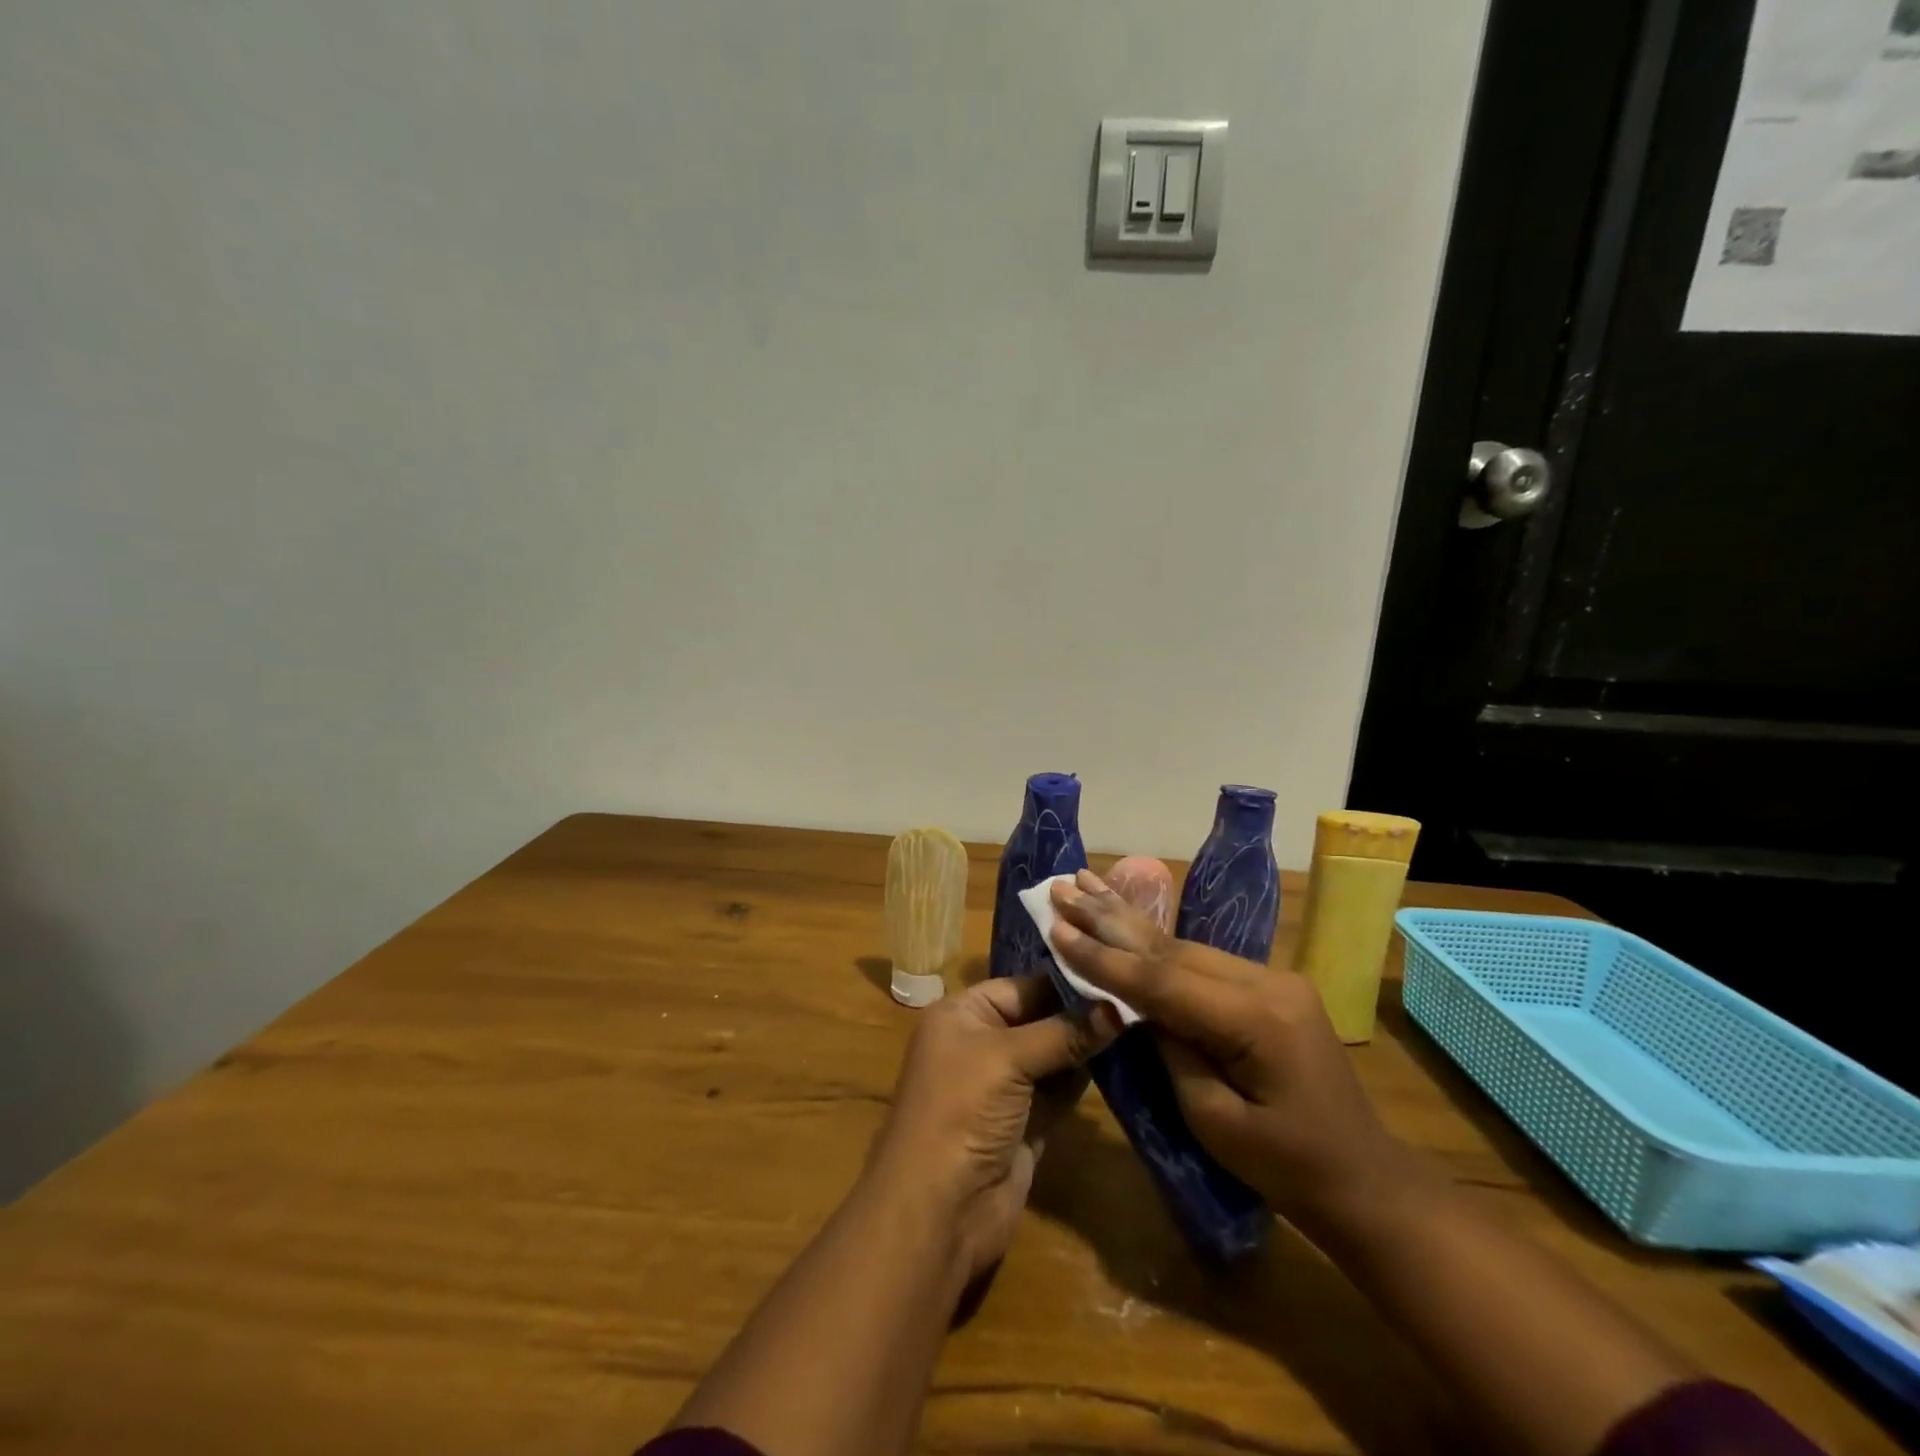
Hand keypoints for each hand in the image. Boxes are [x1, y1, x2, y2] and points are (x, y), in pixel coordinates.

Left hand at [867, 976, 1118, 1281]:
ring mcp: (1004, 1086)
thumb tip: (1118, 1007)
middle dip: (1081, 1013)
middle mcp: (981, 1043)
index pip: (1021, 986)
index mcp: (962, 1015)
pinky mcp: (1026, 1122)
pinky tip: (1122, 1061)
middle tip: (1136, 999)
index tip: (1117, 973)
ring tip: (1138, 1024)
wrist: (938, 1210)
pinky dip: (1085, 1078)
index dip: (1065, 981)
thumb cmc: (962, 1111)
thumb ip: (1063, 1032)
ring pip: (1053, 1054)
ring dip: (1088, 1045)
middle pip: (1039, 1018)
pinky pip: (1060, 1089)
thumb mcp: (1008, 1058)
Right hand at [1048, 870, 1407, 1237]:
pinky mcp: (1270, 986)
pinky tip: (1126, 919)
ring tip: (1084, 886)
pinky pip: (1202, 961)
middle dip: (1110, 919)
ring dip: (1129, 922)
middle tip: (1062, 887)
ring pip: (1185, 946)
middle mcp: (1268, 981)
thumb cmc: (1288, 1168)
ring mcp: (1273, 978)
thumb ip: (1172, 1051)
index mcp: (1257, 1018)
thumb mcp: (1214, 1120)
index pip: (1162, 980)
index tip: (1056, 929)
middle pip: (1171, 948)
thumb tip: (1136, 1006)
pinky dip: (1156, 945)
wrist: (1364, 1180)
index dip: (1104, 957)